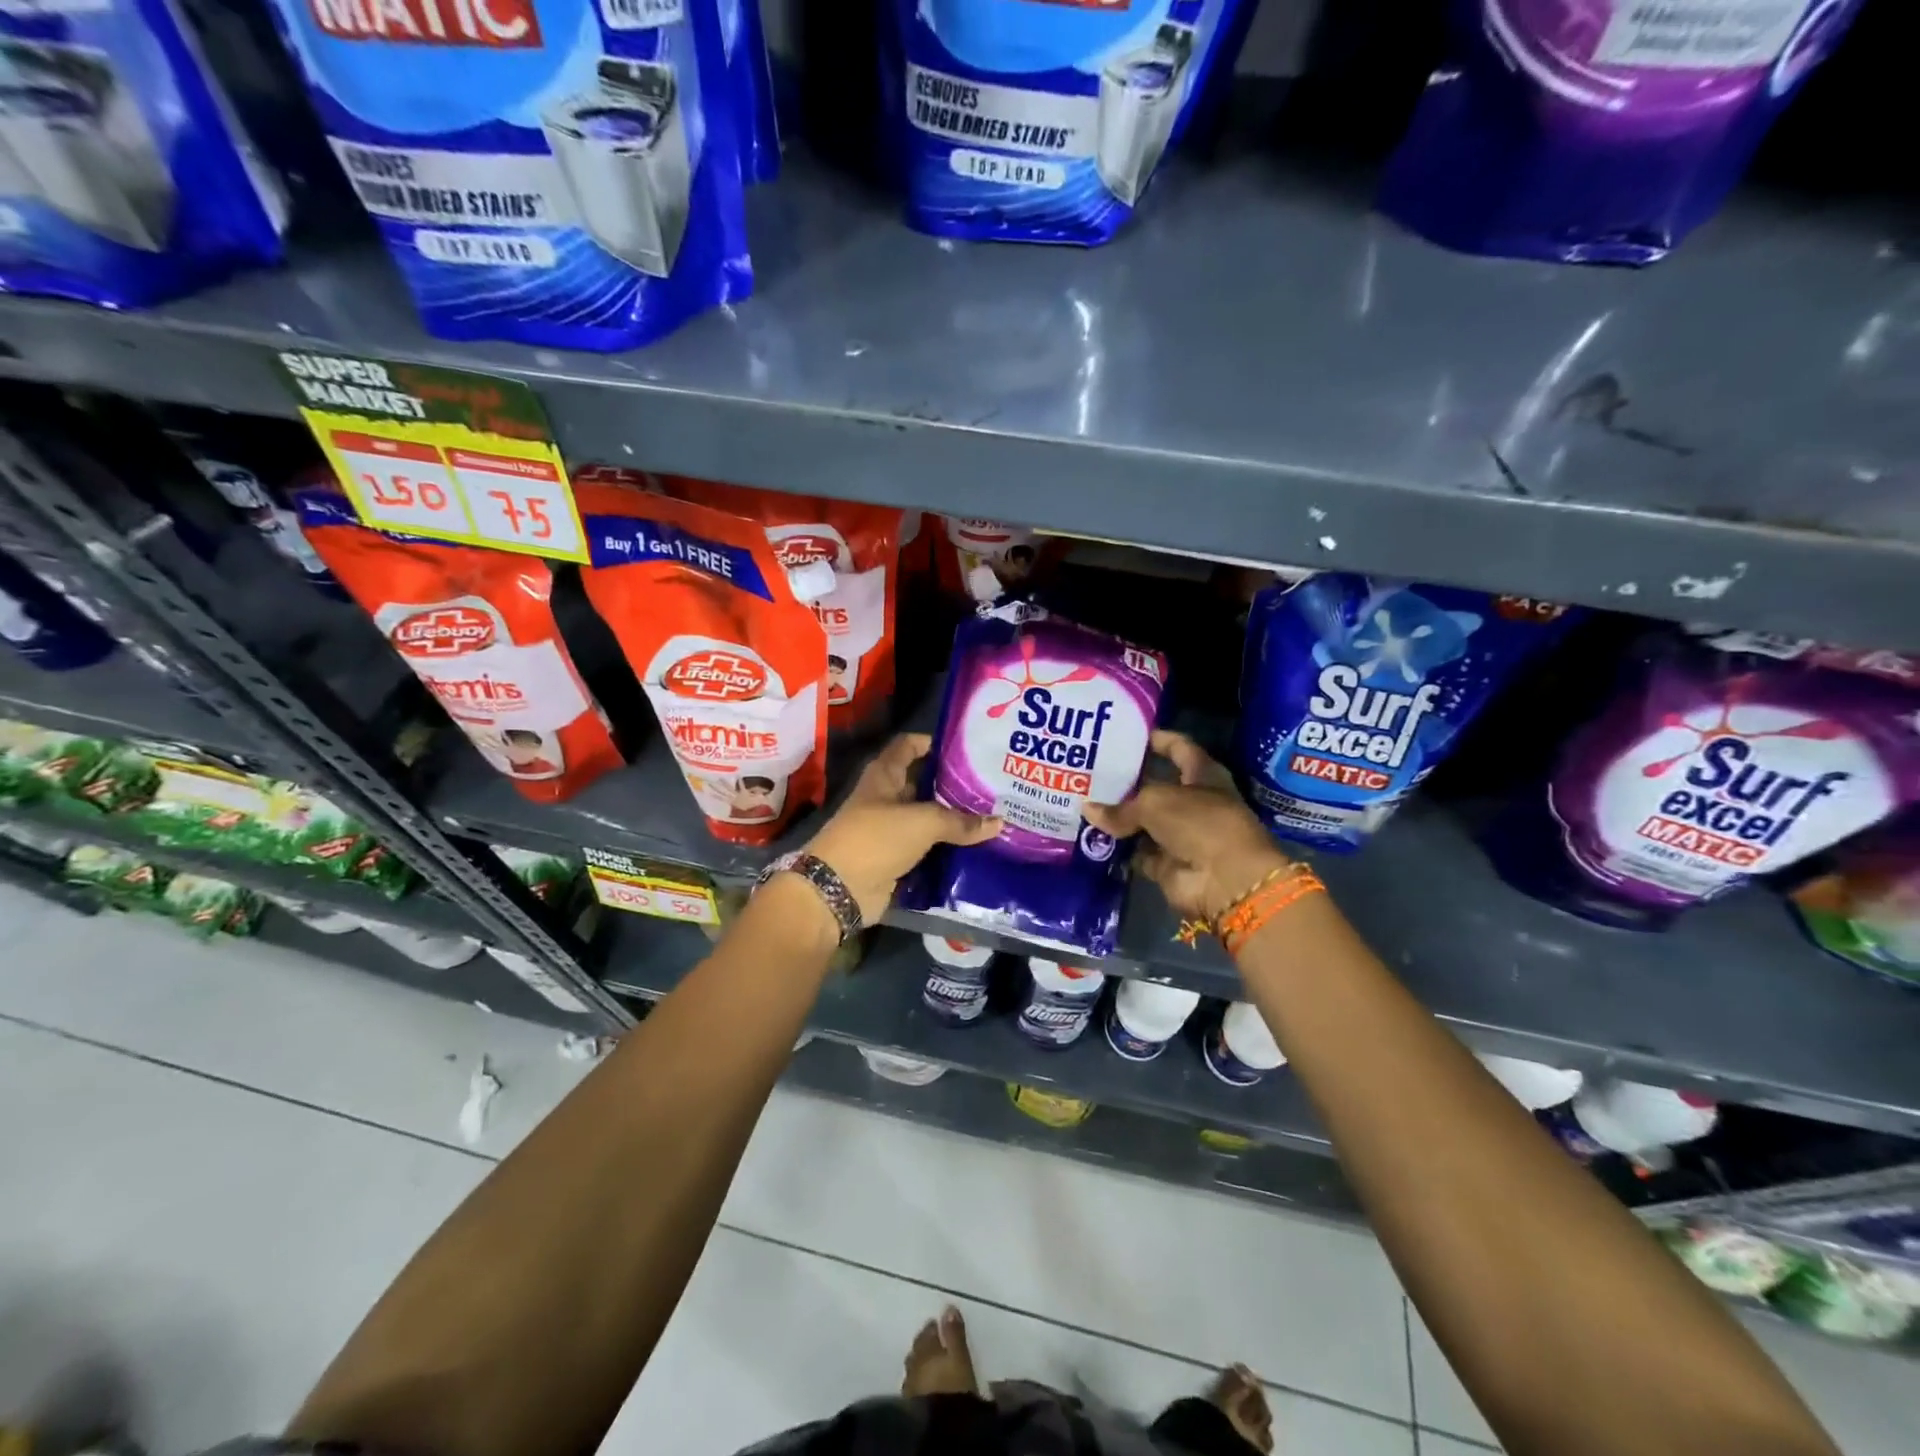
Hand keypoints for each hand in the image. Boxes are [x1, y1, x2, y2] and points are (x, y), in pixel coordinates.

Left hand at [804, 733, 1002, 923]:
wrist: (839, 889)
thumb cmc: (875, 839)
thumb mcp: (922, 822)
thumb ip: (960, 822)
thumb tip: (998, 822)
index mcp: (884, 776)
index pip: (909, 746)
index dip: (933, 743)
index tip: (967, 748)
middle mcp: (886, 799)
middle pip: (923, 784)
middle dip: (953, 785)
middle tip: (992, 786)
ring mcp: (890, 831)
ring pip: (928, 820)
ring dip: (954, 821)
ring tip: (993, 817)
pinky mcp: (896, 859)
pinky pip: (927, 849)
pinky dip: (947, 850)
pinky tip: (977, 849)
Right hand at [1083, 730, 1291, 922]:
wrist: (1224, 880)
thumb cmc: (1199, 823)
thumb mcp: (1155, 802)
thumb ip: (1121, 807)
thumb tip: (1089, 810)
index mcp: (1202, 775)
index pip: (1179, 748)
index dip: (1157, 739)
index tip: (1126, 734)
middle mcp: (1191, 802)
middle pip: (1154, 786)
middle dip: (1125, 780)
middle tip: (1089, 771)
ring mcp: (1179, 835)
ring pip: (1142, 820)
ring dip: (1117, 816)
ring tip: (1081, 801)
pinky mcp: (1167, 863)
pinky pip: (1136, 851)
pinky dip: (1118, 848)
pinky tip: (1089, 836)